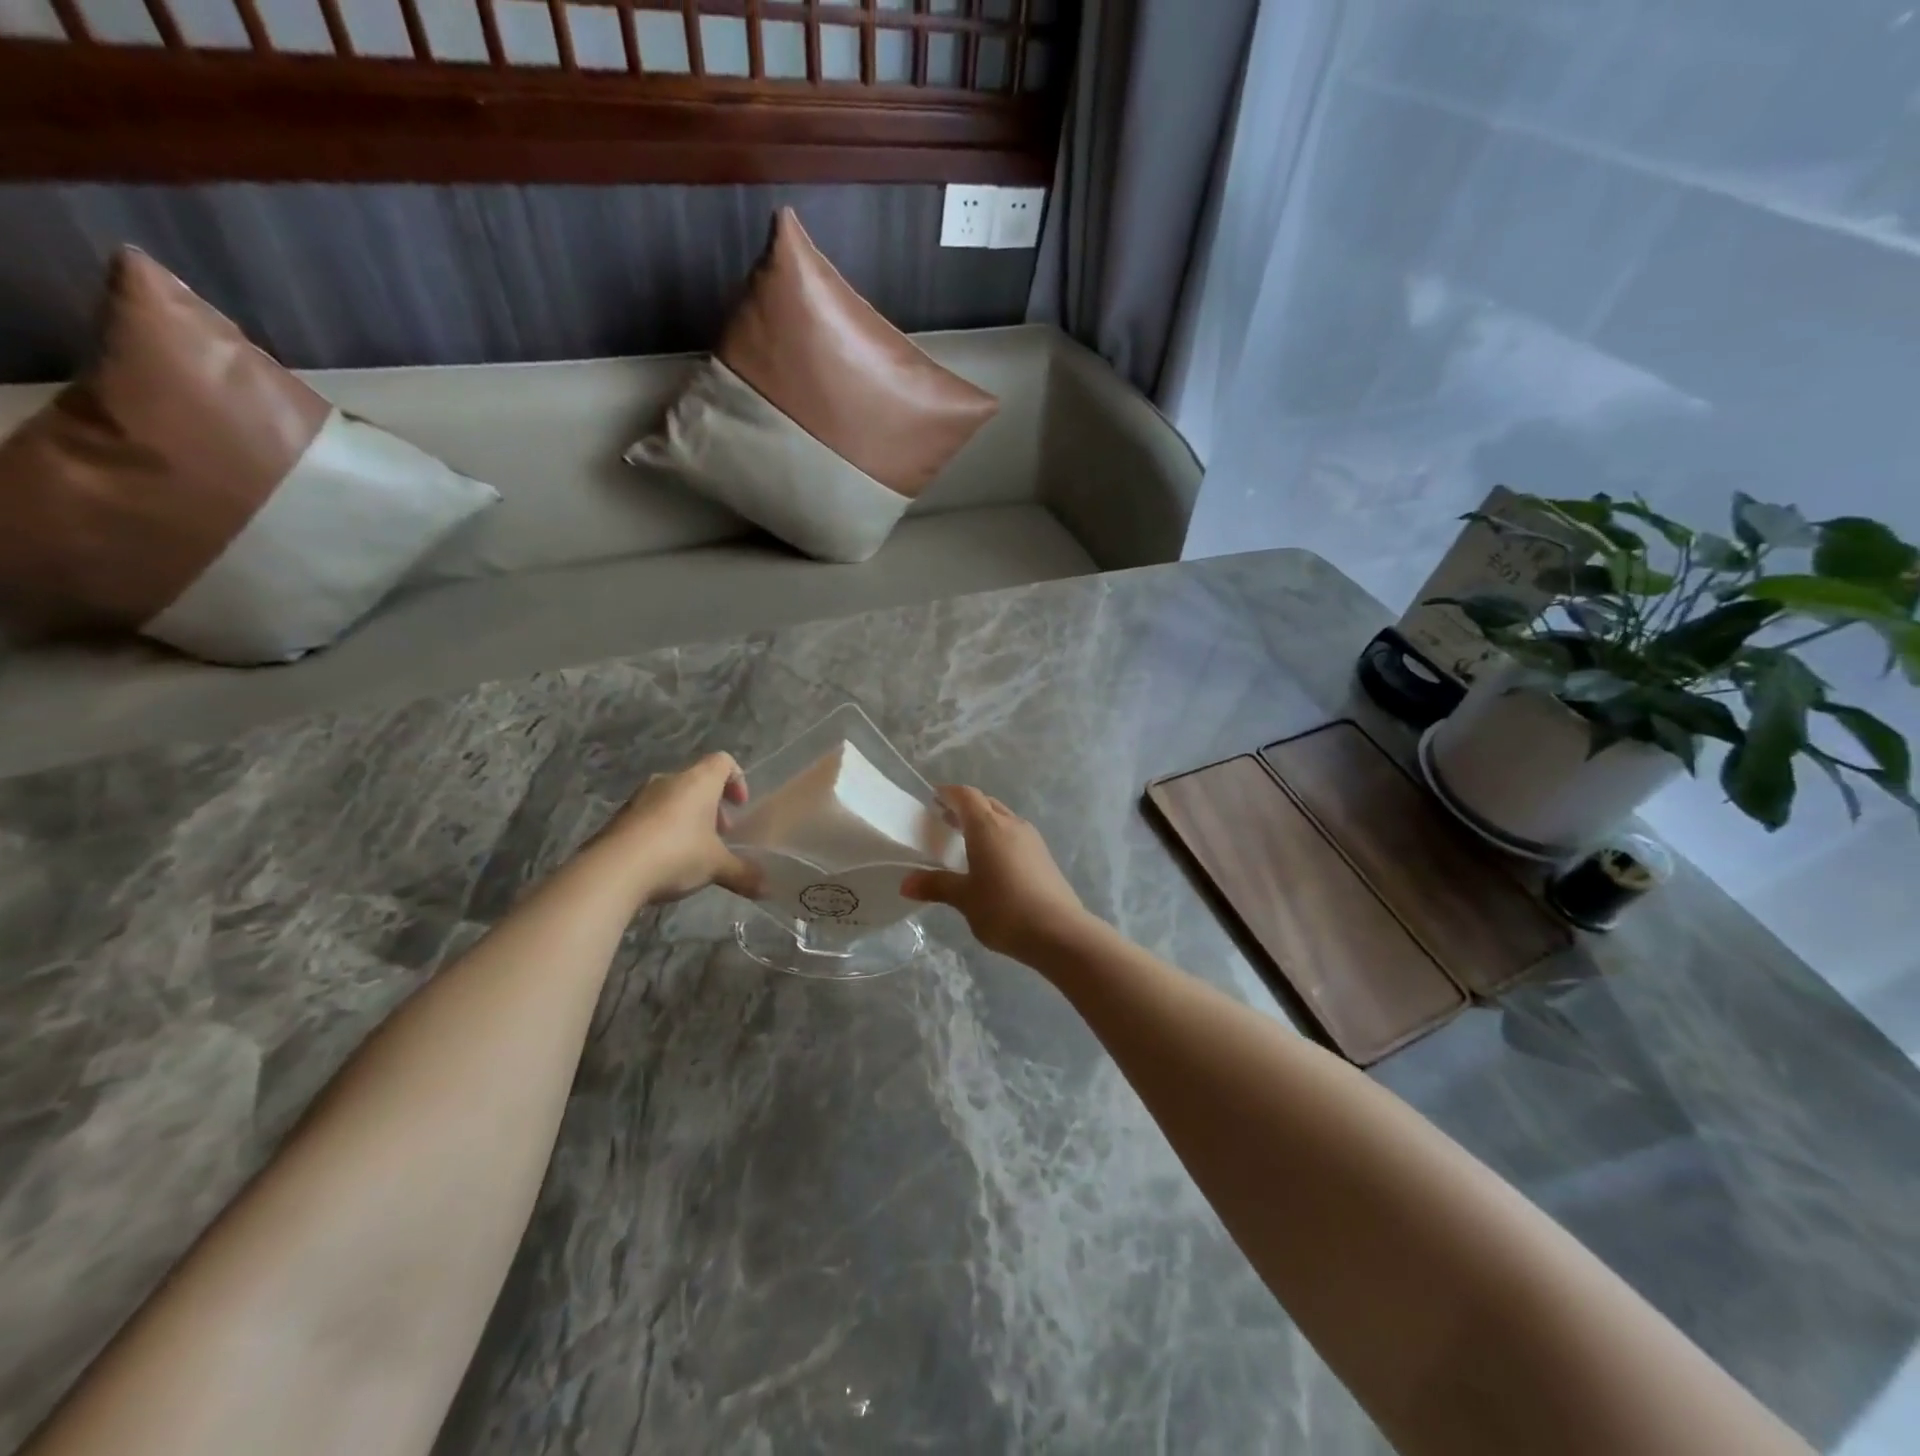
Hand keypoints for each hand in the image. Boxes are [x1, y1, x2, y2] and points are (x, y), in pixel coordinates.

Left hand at [598, 753, 761, 902]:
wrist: (612, 871)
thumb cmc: (676, 854)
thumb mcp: (717, 867)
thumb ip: (744, 873)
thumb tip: (768, 889)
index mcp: (698, 782)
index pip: (723, 761)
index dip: (737, 779)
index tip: (739, 806)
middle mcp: (668, 781)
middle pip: (697, 781)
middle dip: (711, 806)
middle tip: (719, 835)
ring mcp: (639, 798)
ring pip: (672, 798)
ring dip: (686, 818)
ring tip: (692, 851)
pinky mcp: (619, 818)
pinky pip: (649, 816)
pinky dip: (662, 830)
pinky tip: (663, 861)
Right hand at [900, 786, 1091, 962]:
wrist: (1059, 931)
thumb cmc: (1004, 909)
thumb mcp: (964, 898)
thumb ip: (936, 886)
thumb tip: (906, 884)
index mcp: (987, 826)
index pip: (966, 796)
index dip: (949, 793)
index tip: (933, 797)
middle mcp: (1011, 824)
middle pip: (986, 804)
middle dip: (965, 807)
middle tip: (944, 820)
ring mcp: (1031, 839)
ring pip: (1003, 818)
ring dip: (983, 823)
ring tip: (965, 841)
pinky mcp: (1044, 856)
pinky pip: (1015, 835)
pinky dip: (998, 838)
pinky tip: (992, 862)